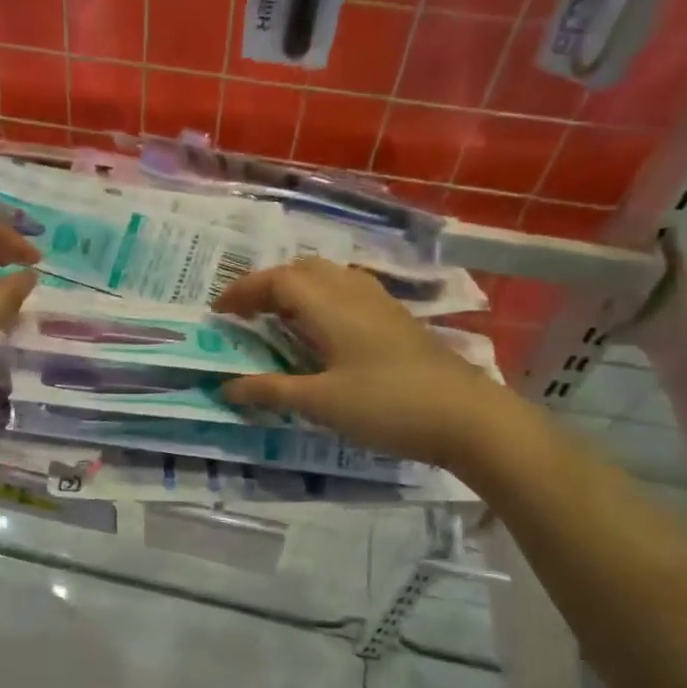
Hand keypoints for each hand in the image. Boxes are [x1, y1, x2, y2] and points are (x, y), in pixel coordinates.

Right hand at [213, 257, 510, 465]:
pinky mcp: (397, 321)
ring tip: (278, 319)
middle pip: (304, 270)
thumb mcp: (321, 403)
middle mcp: (354, 293)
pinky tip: (322, 332)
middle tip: (246, 313)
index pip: (278, 281)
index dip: (244, 291)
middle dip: (269, 285)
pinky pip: (348, 293)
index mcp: (331, 306)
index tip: (218, 311)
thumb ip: (271, 391)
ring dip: (297, 290)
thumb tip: (226, 387)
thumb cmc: (388, 405)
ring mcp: (381, 305)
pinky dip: (321, 301)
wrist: (468, 417)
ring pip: (329, 278)